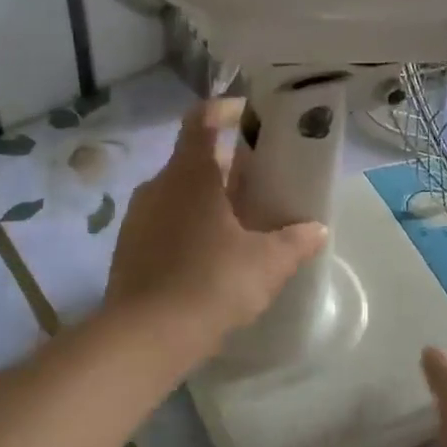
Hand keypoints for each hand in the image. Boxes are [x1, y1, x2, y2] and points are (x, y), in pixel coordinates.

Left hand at [105, 100, 327, 360]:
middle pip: (192, 159)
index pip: (201, 118)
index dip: (225, 109)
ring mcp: (138, 217)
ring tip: (238, 222)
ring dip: (205, 199)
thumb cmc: (211, 283)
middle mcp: (158, 185)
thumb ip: (295, 242)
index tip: (248, 116)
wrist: (145, 337)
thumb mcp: (266, 264)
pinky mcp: (128, 248)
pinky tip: (207, 257)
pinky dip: (186, 226)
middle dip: (225, 165)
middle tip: (258, 182)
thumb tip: (318, 229)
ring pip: (177, 193)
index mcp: (190, 174)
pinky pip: (162, 222)